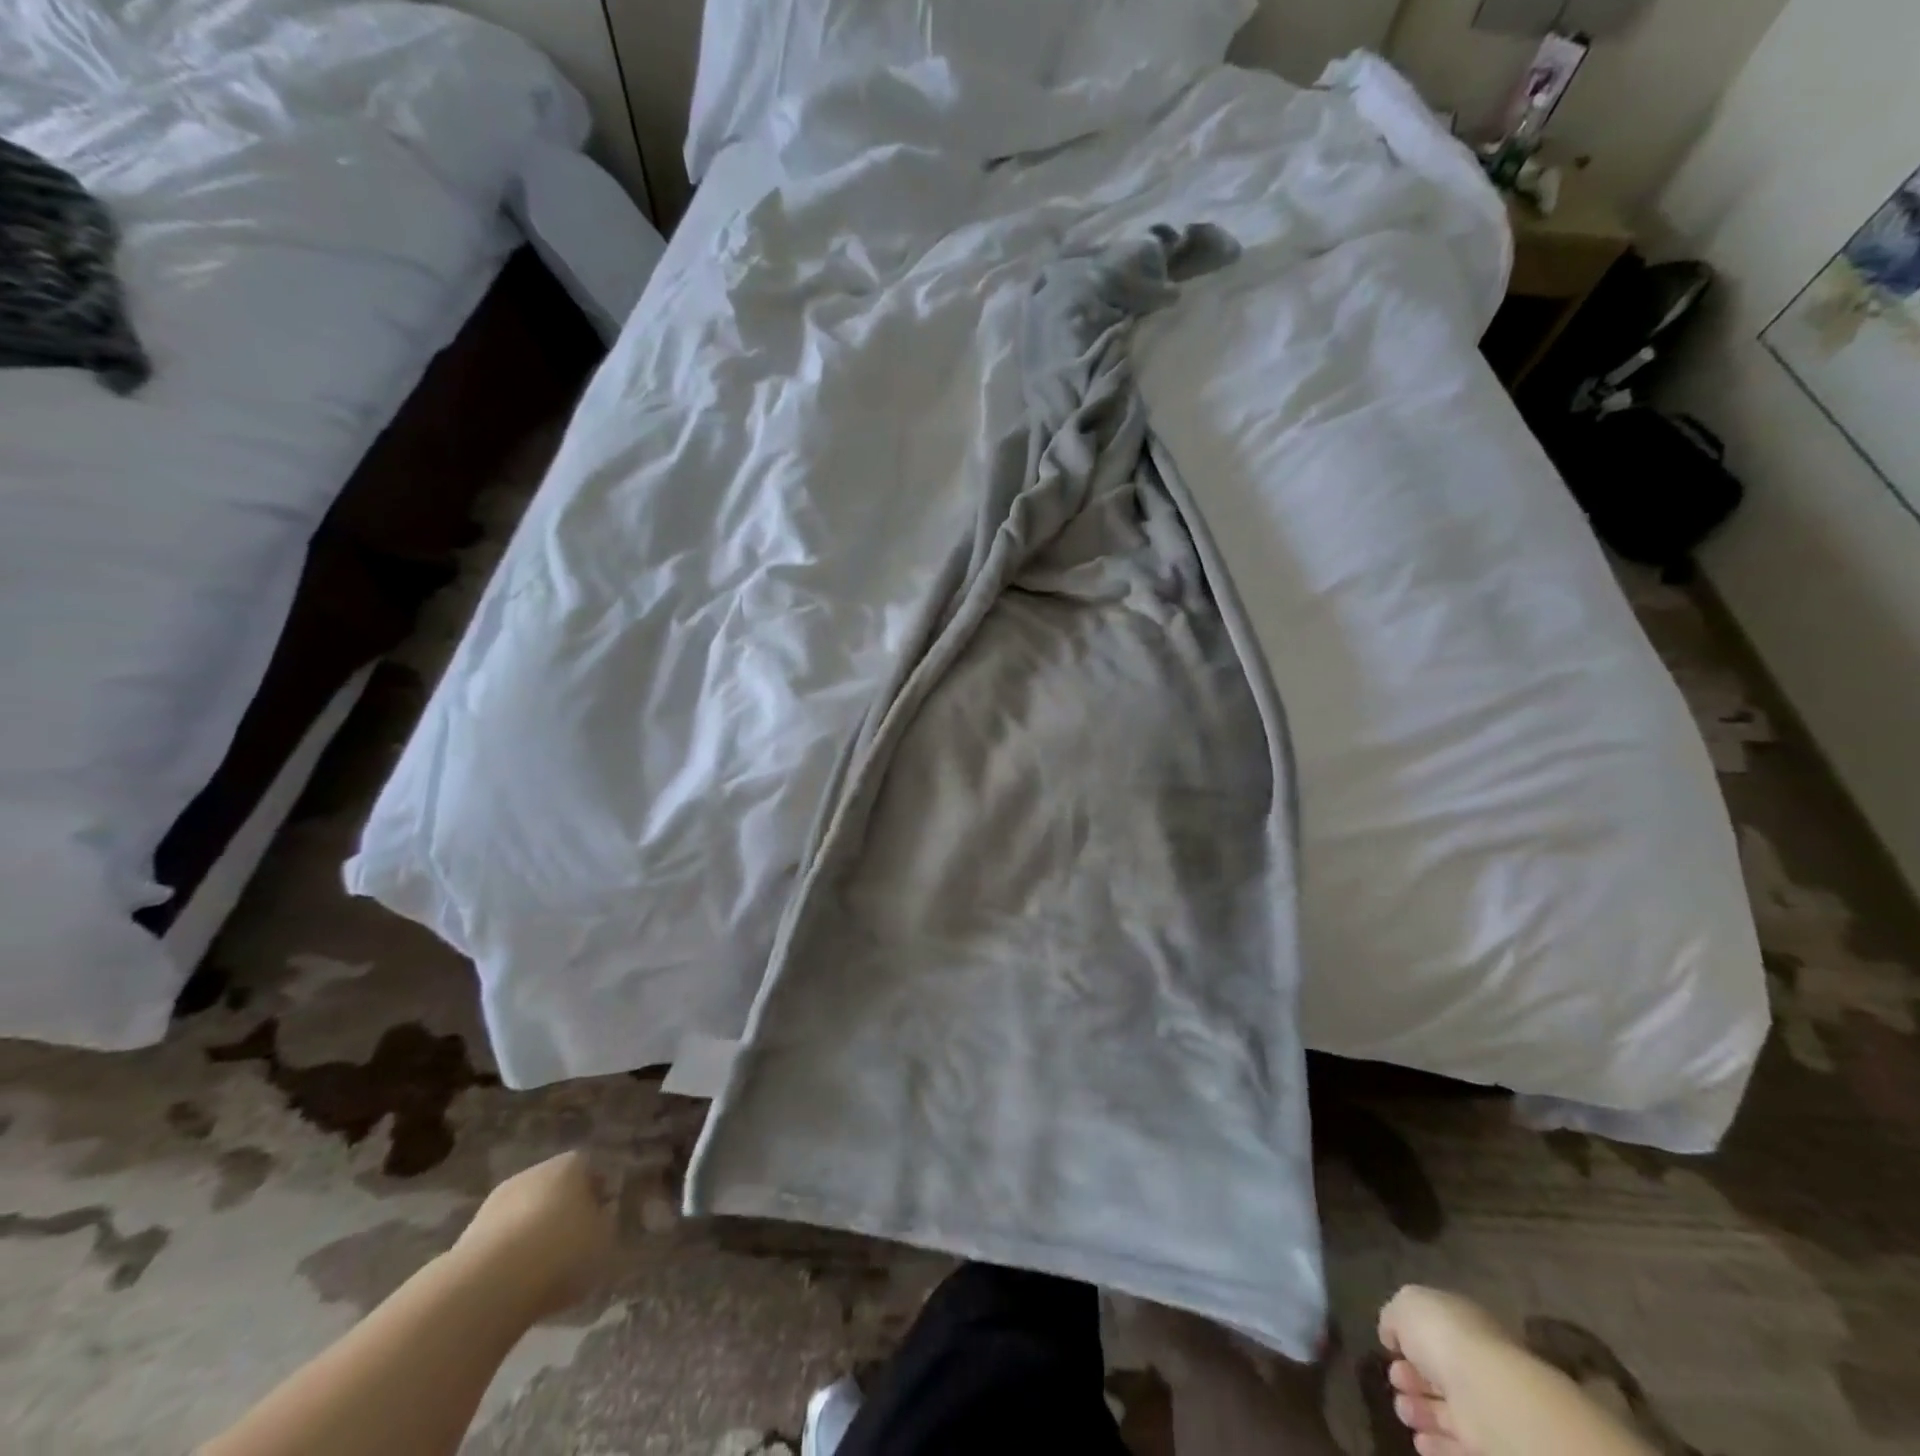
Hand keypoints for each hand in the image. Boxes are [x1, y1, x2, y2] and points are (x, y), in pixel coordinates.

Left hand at [450, 1152, 615, 1319]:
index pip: (587, 1169)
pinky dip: (509, 1257)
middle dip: (562, 1212)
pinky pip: (500, 1242)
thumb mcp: (603, 1240)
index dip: (595, 1193)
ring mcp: (495, 1204)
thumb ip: (604, 1224)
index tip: (600, 1218)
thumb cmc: (562, 1252)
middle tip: (572, 1243)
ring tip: (542, 1270)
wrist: (489, 1286)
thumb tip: (599, 1217)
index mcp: (570, 1165)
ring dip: (532, 1235)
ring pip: (524, 1214)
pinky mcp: (467, 1238)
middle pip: (553, 1189)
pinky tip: (515, 1283)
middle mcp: (532, 1174)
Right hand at [1378, 1286, 1510, 1455]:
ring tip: (1403, 1412)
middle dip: (1411, 1378)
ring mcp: (1483, 1407)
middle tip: (1394, 1381)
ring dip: (1420, 1412)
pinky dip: (1436, 1444)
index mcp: (1459, 1323)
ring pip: (1445, 1410)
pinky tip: (1419, 1442)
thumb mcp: (1405, 1306)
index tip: (1387, 1348)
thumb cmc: (1444, 1336)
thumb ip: (1393, 1316)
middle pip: (1437, 1373)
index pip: (1431, 1331)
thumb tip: (1391, 1334)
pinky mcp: (1487, 1446)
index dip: (1405, 1339)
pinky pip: (1456, 1445)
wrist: (1490, 1397)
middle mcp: (1474, 1363)